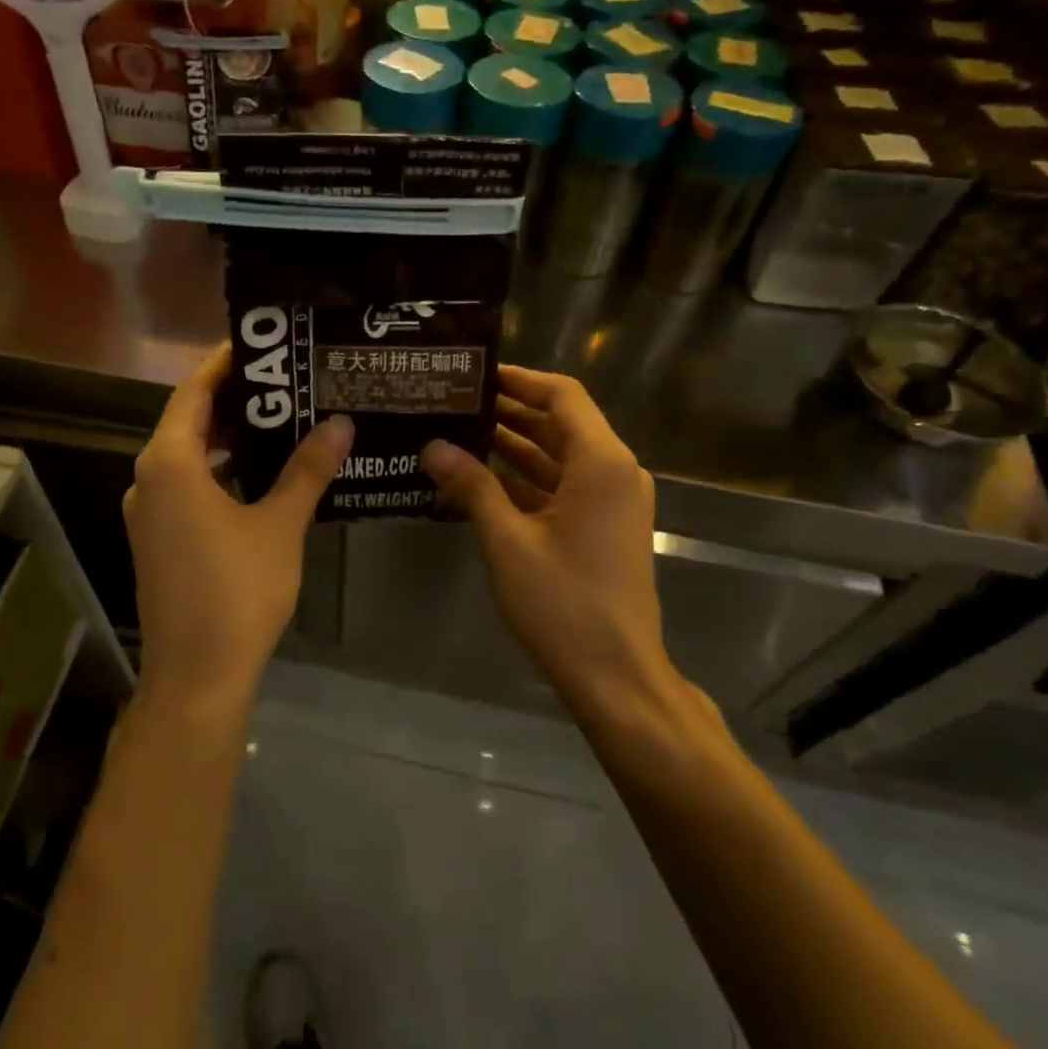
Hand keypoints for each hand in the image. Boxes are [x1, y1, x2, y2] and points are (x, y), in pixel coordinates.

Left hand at [125, 344, 353, 716]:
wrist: (198, 674)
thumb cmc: (238, 590)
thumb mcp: (280, 524)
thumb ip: (307, 469)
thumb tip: (339, 423)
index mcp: (170, 463)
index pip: (193, 392)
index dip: (224, 364)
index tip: (260, 344)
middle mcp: (149, 479)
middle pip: (189, 421)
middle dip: (234, 400)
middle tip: (284, 381)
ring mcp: (149, 512)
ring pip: (188, 457)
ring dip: (228, 438)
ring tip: (280, 419)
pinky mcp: (157, 539)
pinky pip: (187, 486)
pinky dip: (219, 471)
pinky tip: (260, 475)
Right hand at [420, 366, 694, 724]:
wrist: (615, 674)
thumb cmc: (563, 603)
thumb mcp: (508, 541)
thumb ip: (471, 486)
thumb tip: (432, 445)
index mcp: (601, 463)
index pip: (562, 395)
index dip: (520, 379)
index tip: (476, 374)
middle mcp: (614, 472)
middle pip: (561, 423)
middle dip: (511, 411)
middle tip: (457, 402)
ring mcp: (612, 502)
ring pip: (560, 457)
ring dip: (516, 445)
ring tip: (461, 431)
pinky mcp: (604, 528)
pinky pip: (563, 487)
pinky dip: (527, 479)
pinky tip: (482, 479)